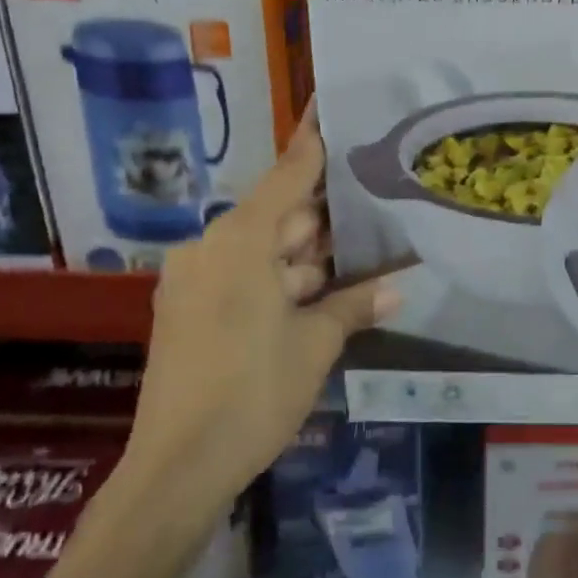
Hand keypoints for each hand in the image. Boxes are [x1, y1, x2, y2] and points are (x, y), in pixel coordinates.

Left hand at [124, 106, 396, 508]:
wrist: (177, 469)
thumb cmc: (253, 392)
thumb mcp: (315, 344)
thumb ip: (355, 304)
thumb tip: (400, 286)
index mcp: (239, 242)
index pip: (287, 176)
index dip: (312, 144)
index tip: (330, 109)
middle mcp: (211, 249)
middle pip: (278, 216)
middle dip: (324, 219)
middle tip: (374, 204)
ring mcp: (195, 281)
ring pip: (263, 251)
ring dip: (306, 258)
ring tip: (361, 253)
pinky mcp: (190, 312)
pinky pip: (243, 278)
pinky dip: (280, 281)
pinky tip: (320, 291)